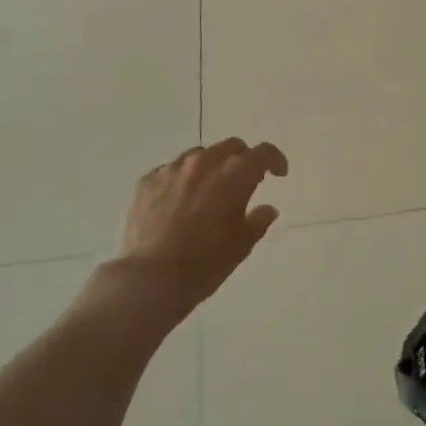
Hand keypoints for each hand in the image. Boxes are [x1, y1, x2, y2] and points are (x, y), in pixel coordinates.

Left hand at [114, 139, 288, 314]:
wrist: (150, 279)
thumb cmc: (204, 264)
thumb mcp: (241, 246)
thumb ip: (258, 221)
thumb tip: (267, 209)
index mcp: (234, 175)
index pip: (263, 153)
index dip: (275, 160)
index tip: (278, 174)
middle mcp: (204, 163)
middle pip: (231, 147)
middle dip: (243, 160)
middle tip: (244, 181)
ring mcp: (172, 169)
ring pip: (199, 155)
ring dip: (211, 167)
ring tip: (208, 191)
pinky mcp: (147, 181)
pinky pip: (171, 170)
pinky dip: (182, 180)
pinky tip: (178, 203)